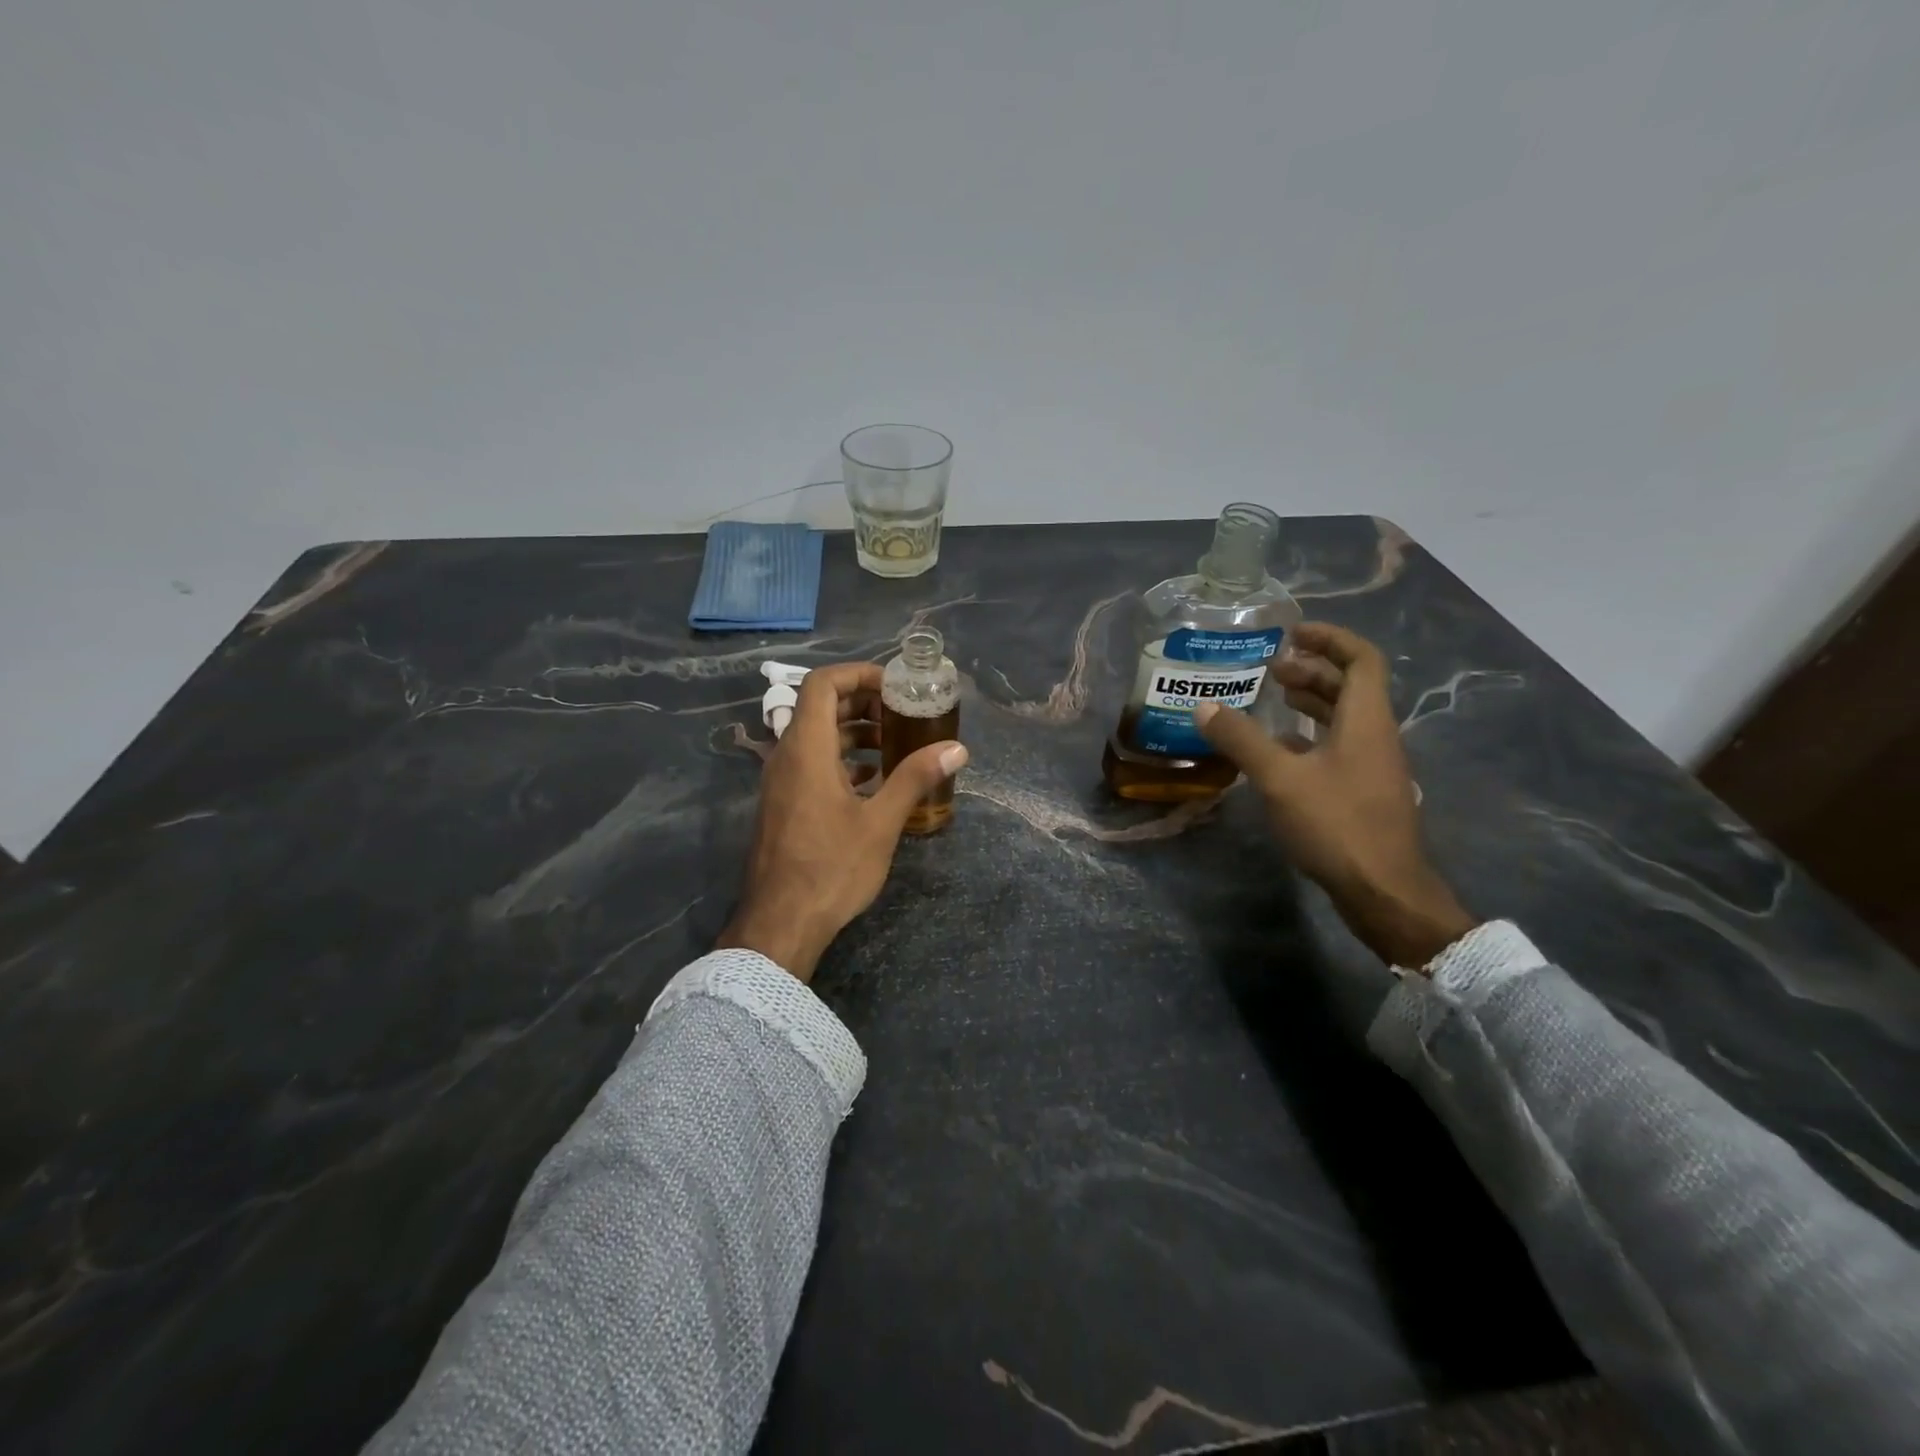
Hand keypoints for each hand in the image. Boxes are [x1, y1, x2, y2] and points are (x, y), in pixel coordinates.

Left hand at [715, 662, 967, 982]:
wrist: (781, 922)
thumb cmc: (831, 867)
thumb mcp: (881, 822)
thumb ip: (915, 778)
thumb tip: (957, 748)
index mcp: (807, 748)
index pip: (821, 683)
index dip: (858, 674)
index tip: (894, 686)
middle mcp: (787, 756)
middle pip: (820, 707)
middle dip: (863, 703)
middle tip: (902, 714)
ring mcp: (781, 781)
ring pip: (817, 737)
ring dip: (855, 733)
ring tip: (896, 746)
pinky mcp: (784, 804)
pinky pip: (812, 764)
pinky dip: (843, 760)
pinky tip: (874, 782)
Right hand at [1194, 622, 1476, 968]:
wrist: (1384, 891)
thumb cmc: (1337, 825)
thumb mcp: (1281, 779)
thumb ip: (1242, 740)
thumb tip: (1203, 707)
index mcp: (1366, 720)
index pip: (1360, 659)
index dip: (1329, 638)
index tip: (1292, 633)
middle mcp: (1375, 736)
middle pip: (1350, 686)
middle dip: (1311, 670)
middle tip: (1271, 669)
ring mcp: (1372, 766)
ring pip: (1344, 718)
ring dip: (1311, 702)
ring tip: (1271, 698)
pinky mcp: (1364, 792)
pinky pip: (1338, 746)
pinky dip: (1309, 736)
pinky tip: (1278, 750)